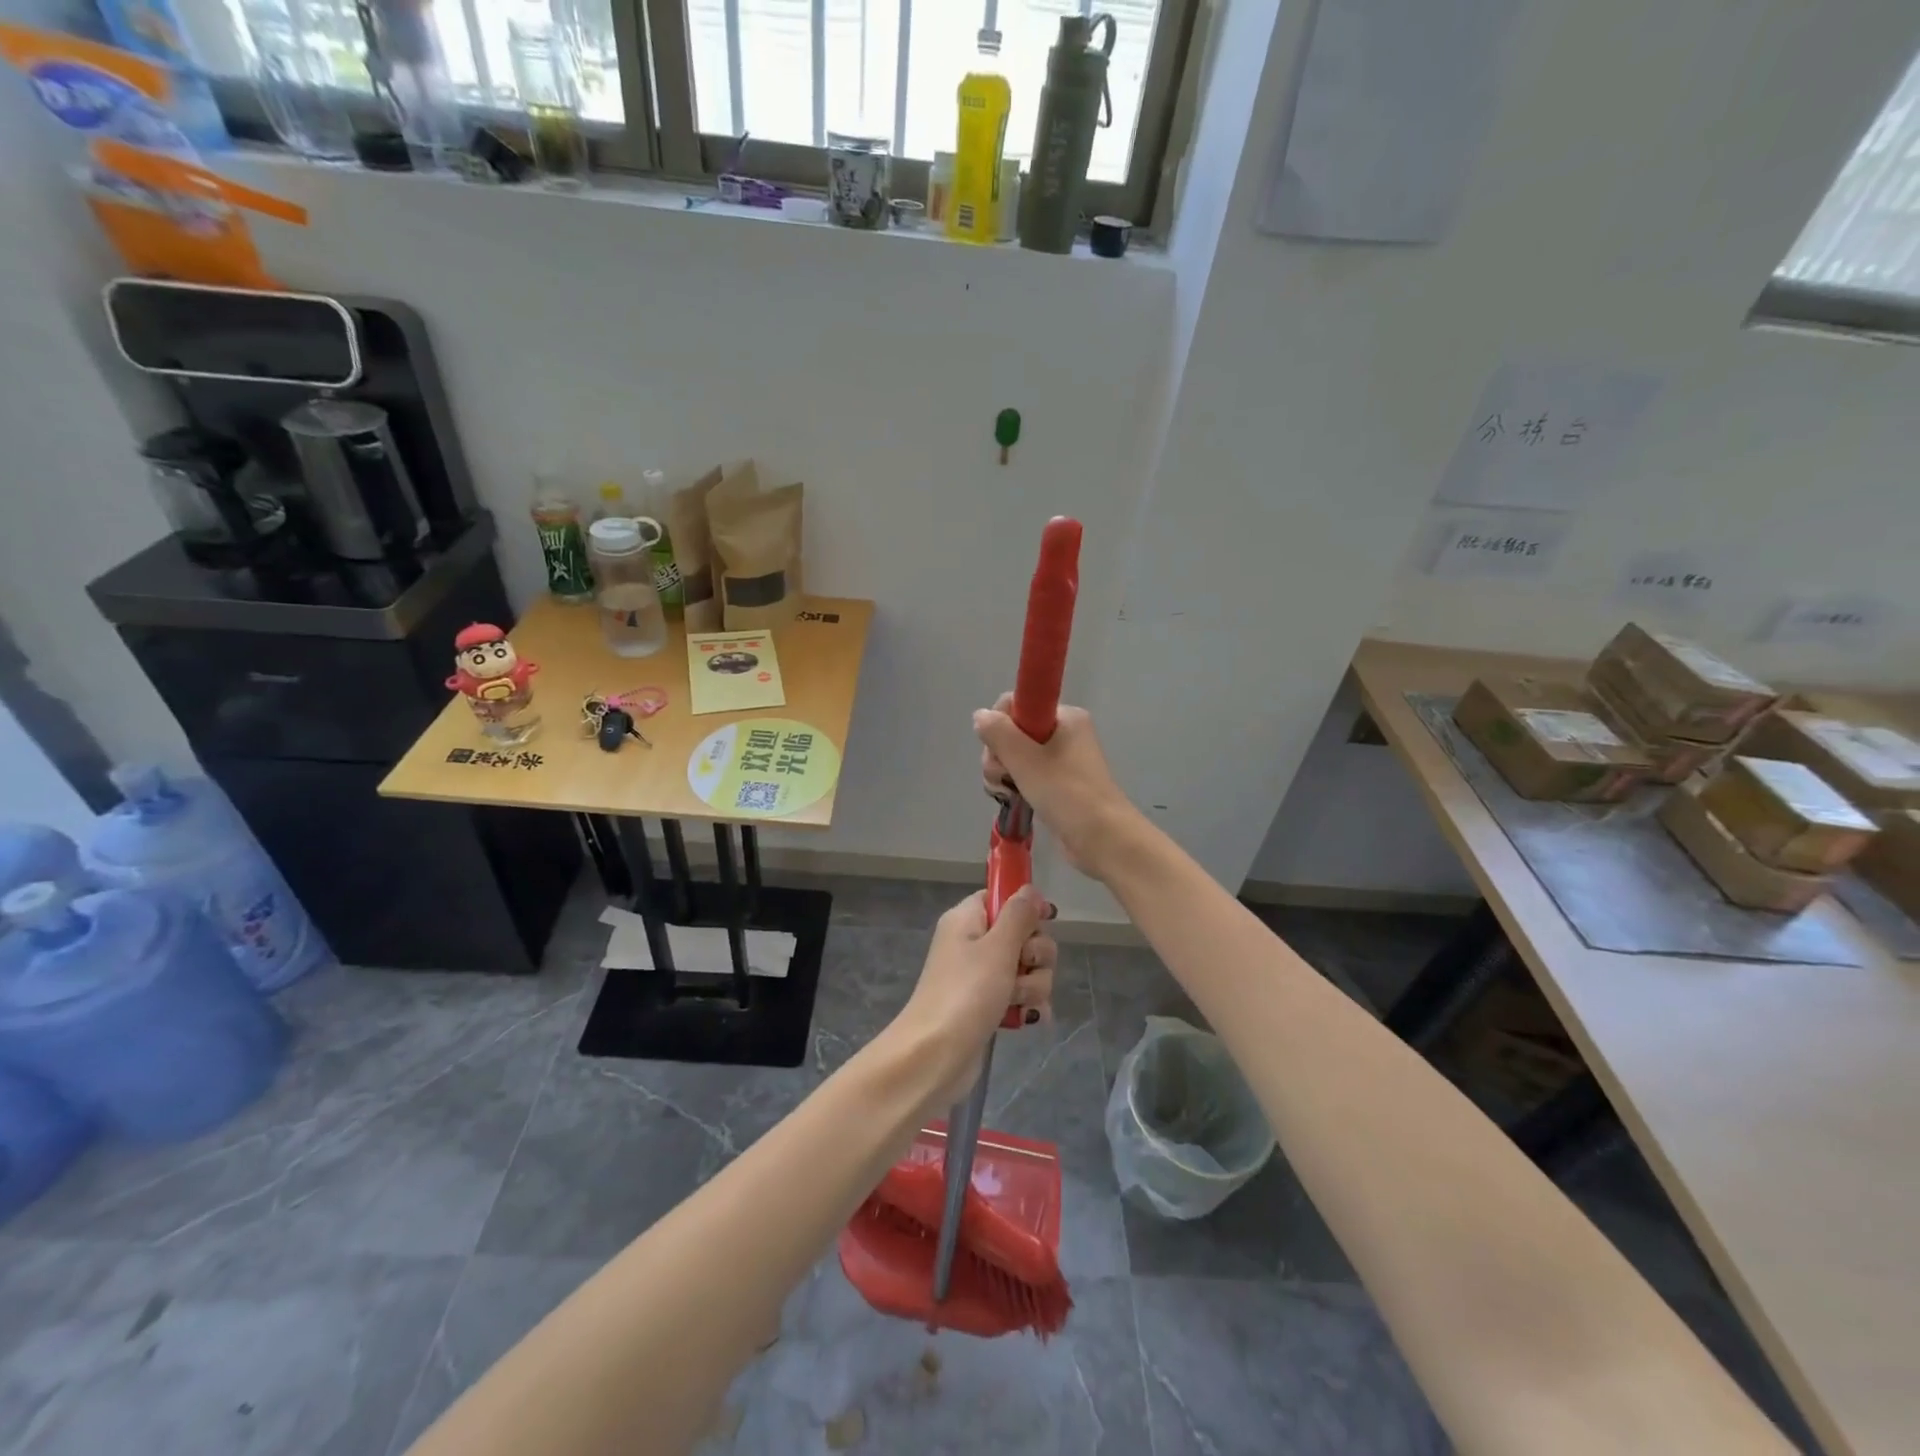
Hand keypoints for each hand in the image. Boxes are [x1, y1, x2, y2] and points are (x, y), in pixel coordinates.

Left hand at [888, 886, 1056, 1108]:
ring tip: (1018, 1001)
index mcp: (967, 919)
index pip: (1000, 897)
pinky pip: (1020, 995)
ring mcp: (980, 976)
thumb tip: (1029, 889)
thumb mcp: (997, 947)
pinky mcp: (987, 1006)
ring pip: (1027, 967)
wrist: (934, 1056)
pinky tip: (1031, 1019)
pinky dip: (1027, 1005)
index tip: (1045, 920)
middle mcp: (972, 943)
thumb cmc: (965, 993)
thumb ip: (1018, 915)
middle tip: (1023, 967)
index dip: (1026, 907)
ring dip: (1033, 984)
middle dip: (1035, 954)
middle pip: (1022, 934)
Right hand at [974, 694, 1140, 880]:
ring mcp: (1062, 759)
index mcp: (1065, 717)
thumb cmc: (1066, 793)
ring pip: (1015, 755)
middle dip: (998, 754)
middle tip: (1002, 776)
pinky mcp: (1058, 783)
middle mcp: (1065, 733)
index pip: (1018, 703)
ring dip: (1002, 772)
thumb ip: (999, 733)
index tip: (998, 750)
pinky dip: (1014, 784)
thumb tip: (980, 715)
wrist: (1103, 839)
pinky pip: (1025, 774)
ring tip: (1007, 792)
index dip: (1000, 725)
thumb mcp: (1026, 759)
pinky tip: (1011, 798)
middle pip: (1013, 731)